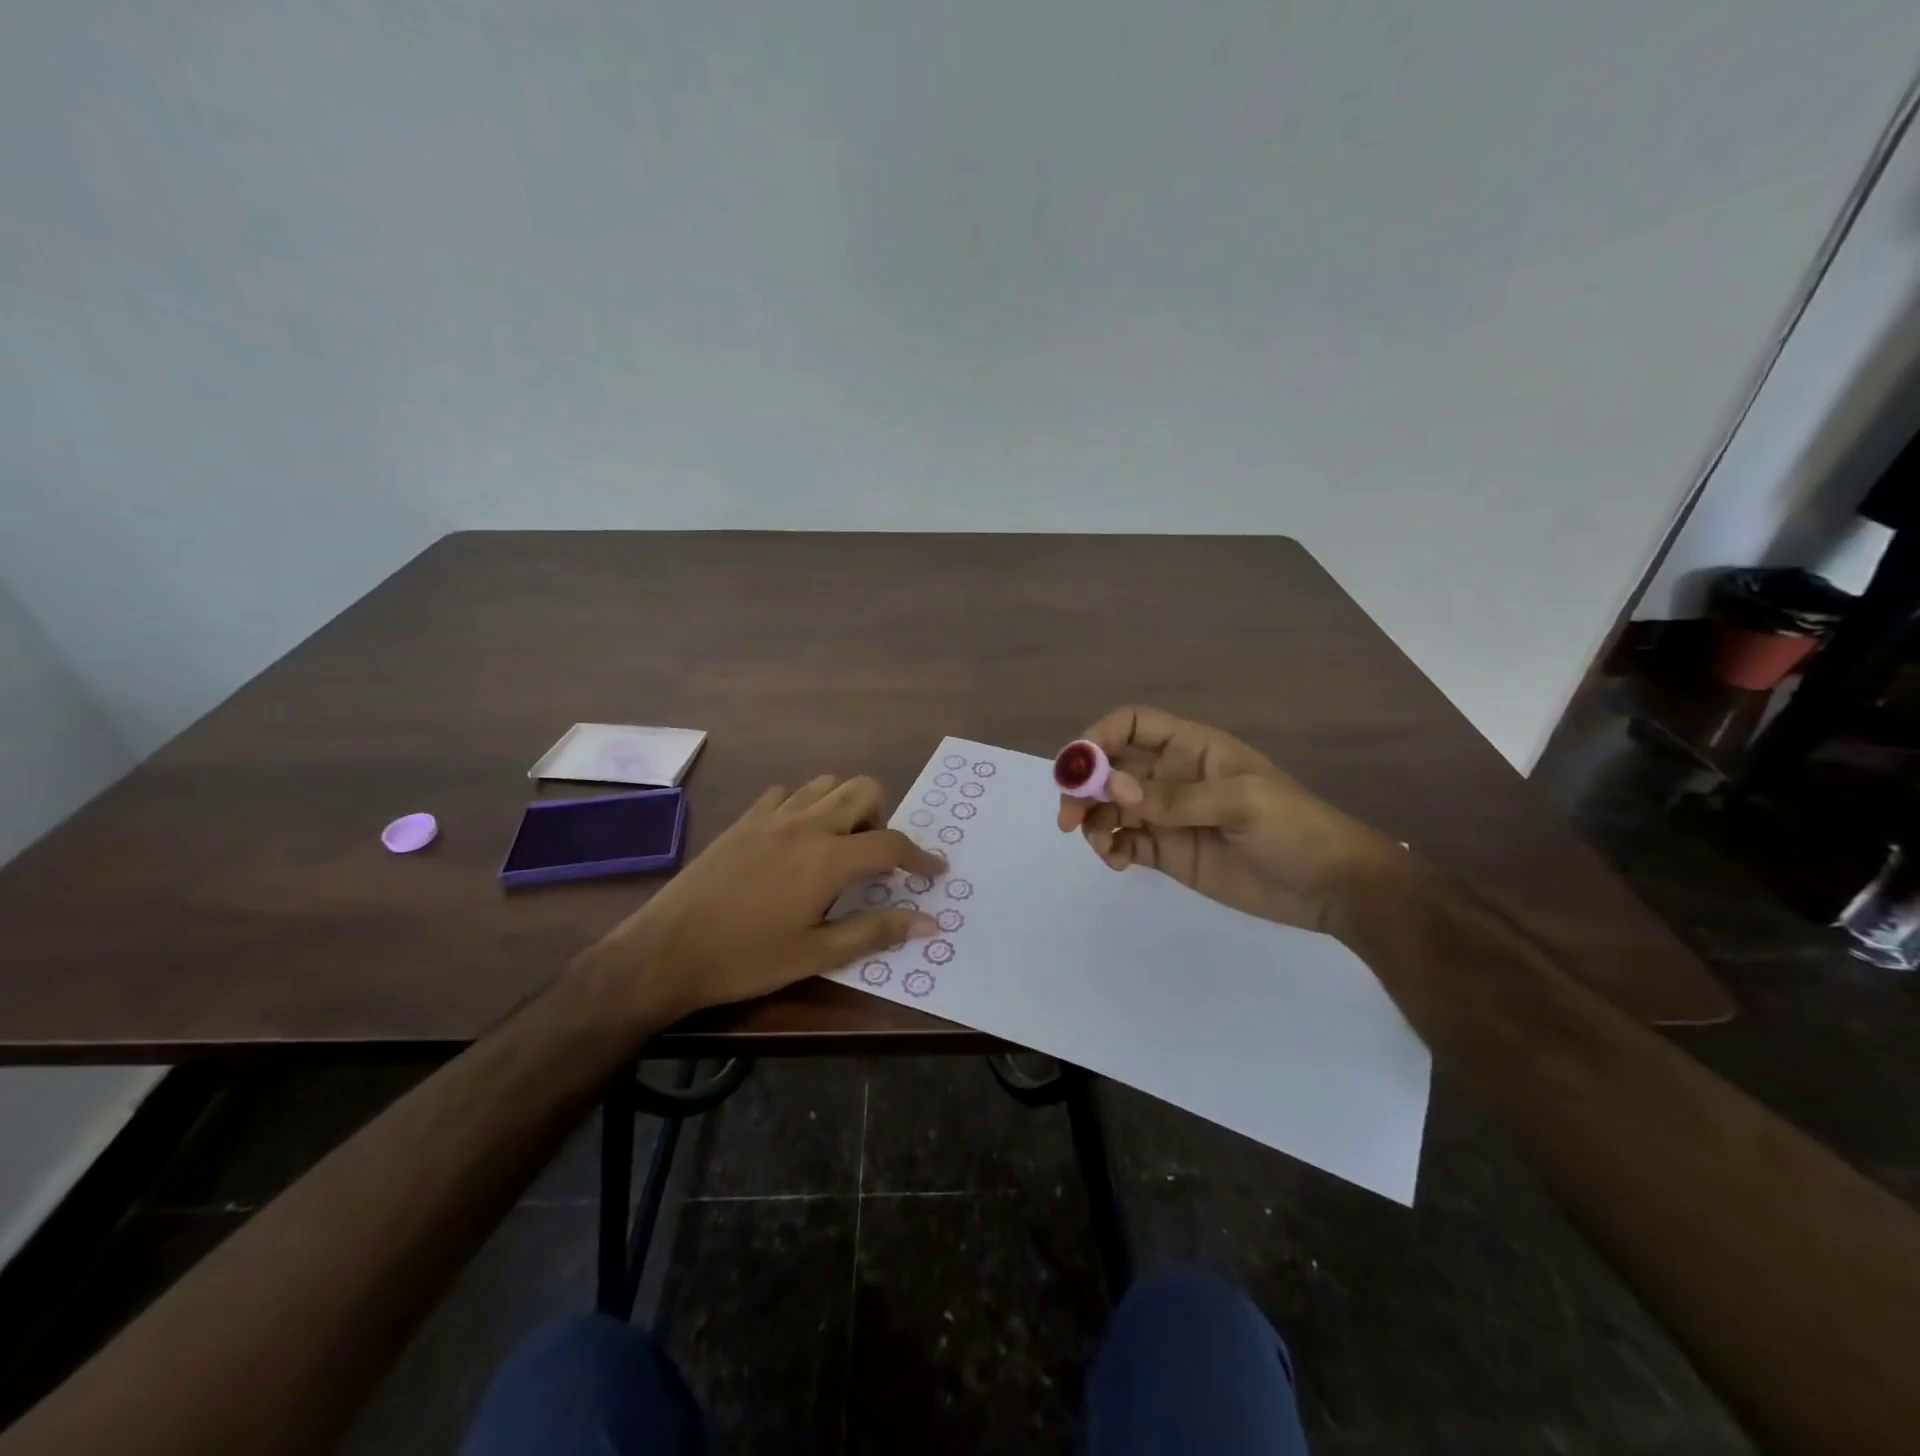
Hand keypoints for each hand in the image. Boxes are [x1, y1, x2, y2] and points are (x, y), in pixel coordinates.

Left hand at [586, 776, 944, 1017]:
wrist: (666, 951)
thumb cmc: (746, 959)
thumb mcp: (816, 954)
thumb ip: (874, 930)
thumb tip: (928, 922)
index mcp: (828, 858)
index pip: (891, 843)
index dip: (920, 856)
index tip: (935, 870)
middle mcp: (805, 824)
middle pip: (863, 790)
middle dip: (882, 816)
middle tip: (874, 858)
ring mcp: (771, 817)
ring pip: (825, 784)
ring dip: (844, 806)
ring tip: (837, 846)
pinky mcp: (743, 820)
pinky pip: (786, 794)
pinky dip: (804, 807)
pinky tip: (795, 839)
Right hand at [1057, 705, 1394, 934]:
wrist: (1332, 887)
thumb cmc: (1295, 828)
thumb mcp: (1243, 803)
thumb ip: (1176, 796)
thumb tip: (1114, 786)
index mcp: (1192, 748)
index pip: (1132, 724)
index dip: (1099, 736)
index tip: (1078, 768)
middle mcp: (1172, 776)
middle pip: (1110, 767)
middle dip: (1083, 785)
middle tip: (1069, 818)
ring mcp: (1168, 816)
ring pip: (1110, 806)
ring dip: (1093, 820)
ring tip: (1101, 846)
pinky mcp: (1169, 852)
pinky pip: (1125, 843)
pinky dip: (1110, 848)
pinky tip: (1117, 862)